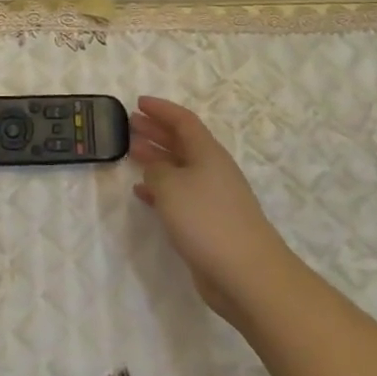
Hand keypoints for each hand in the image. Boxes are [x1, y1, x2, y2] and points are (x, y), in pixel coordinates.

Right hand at [130, 96, 294, 326]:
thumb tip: (155, 169)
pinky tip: (141, 192)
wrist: (246, 273)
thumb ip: (157, 170)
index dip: (162, 109)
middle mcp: (211, 170)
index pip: (183, 121)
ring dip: (156, 158)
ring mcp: (211, 198)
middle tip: (130, 123)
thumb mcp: (172, 186)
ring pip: (179, 168)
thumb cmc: (207, 220)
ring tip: (131, 151)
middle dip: (156, 130)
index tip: (139, 102)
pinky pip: (178, 195)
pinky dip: (159, 189)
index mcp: (208, 153)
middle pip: (182, 142)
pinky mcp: (207, 223)